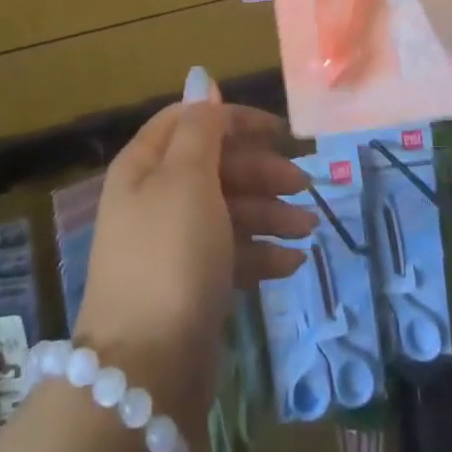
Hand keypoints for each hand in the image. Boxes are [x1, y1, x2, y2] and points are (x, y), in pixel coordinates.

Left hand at [73, 71, 311, 443]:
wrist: (145, 372)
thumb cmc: (170, 256)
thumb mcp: (187, 178)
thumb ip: (200, 128)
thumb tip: (201, 78)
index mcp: (145, 165)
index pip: (192, 121)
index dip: (235, 119)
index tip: (281, 131)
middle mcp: (154, 199)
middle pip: (214, 166)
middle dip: (260, 171)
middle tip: (304, 184)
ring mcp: (171, 246)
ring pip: (227, 211)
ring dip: (268, 213)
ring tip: (307, 227)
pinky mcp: (189, 287)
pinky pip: (229, 255)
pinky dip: (260, 254)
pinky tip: (292, 263)